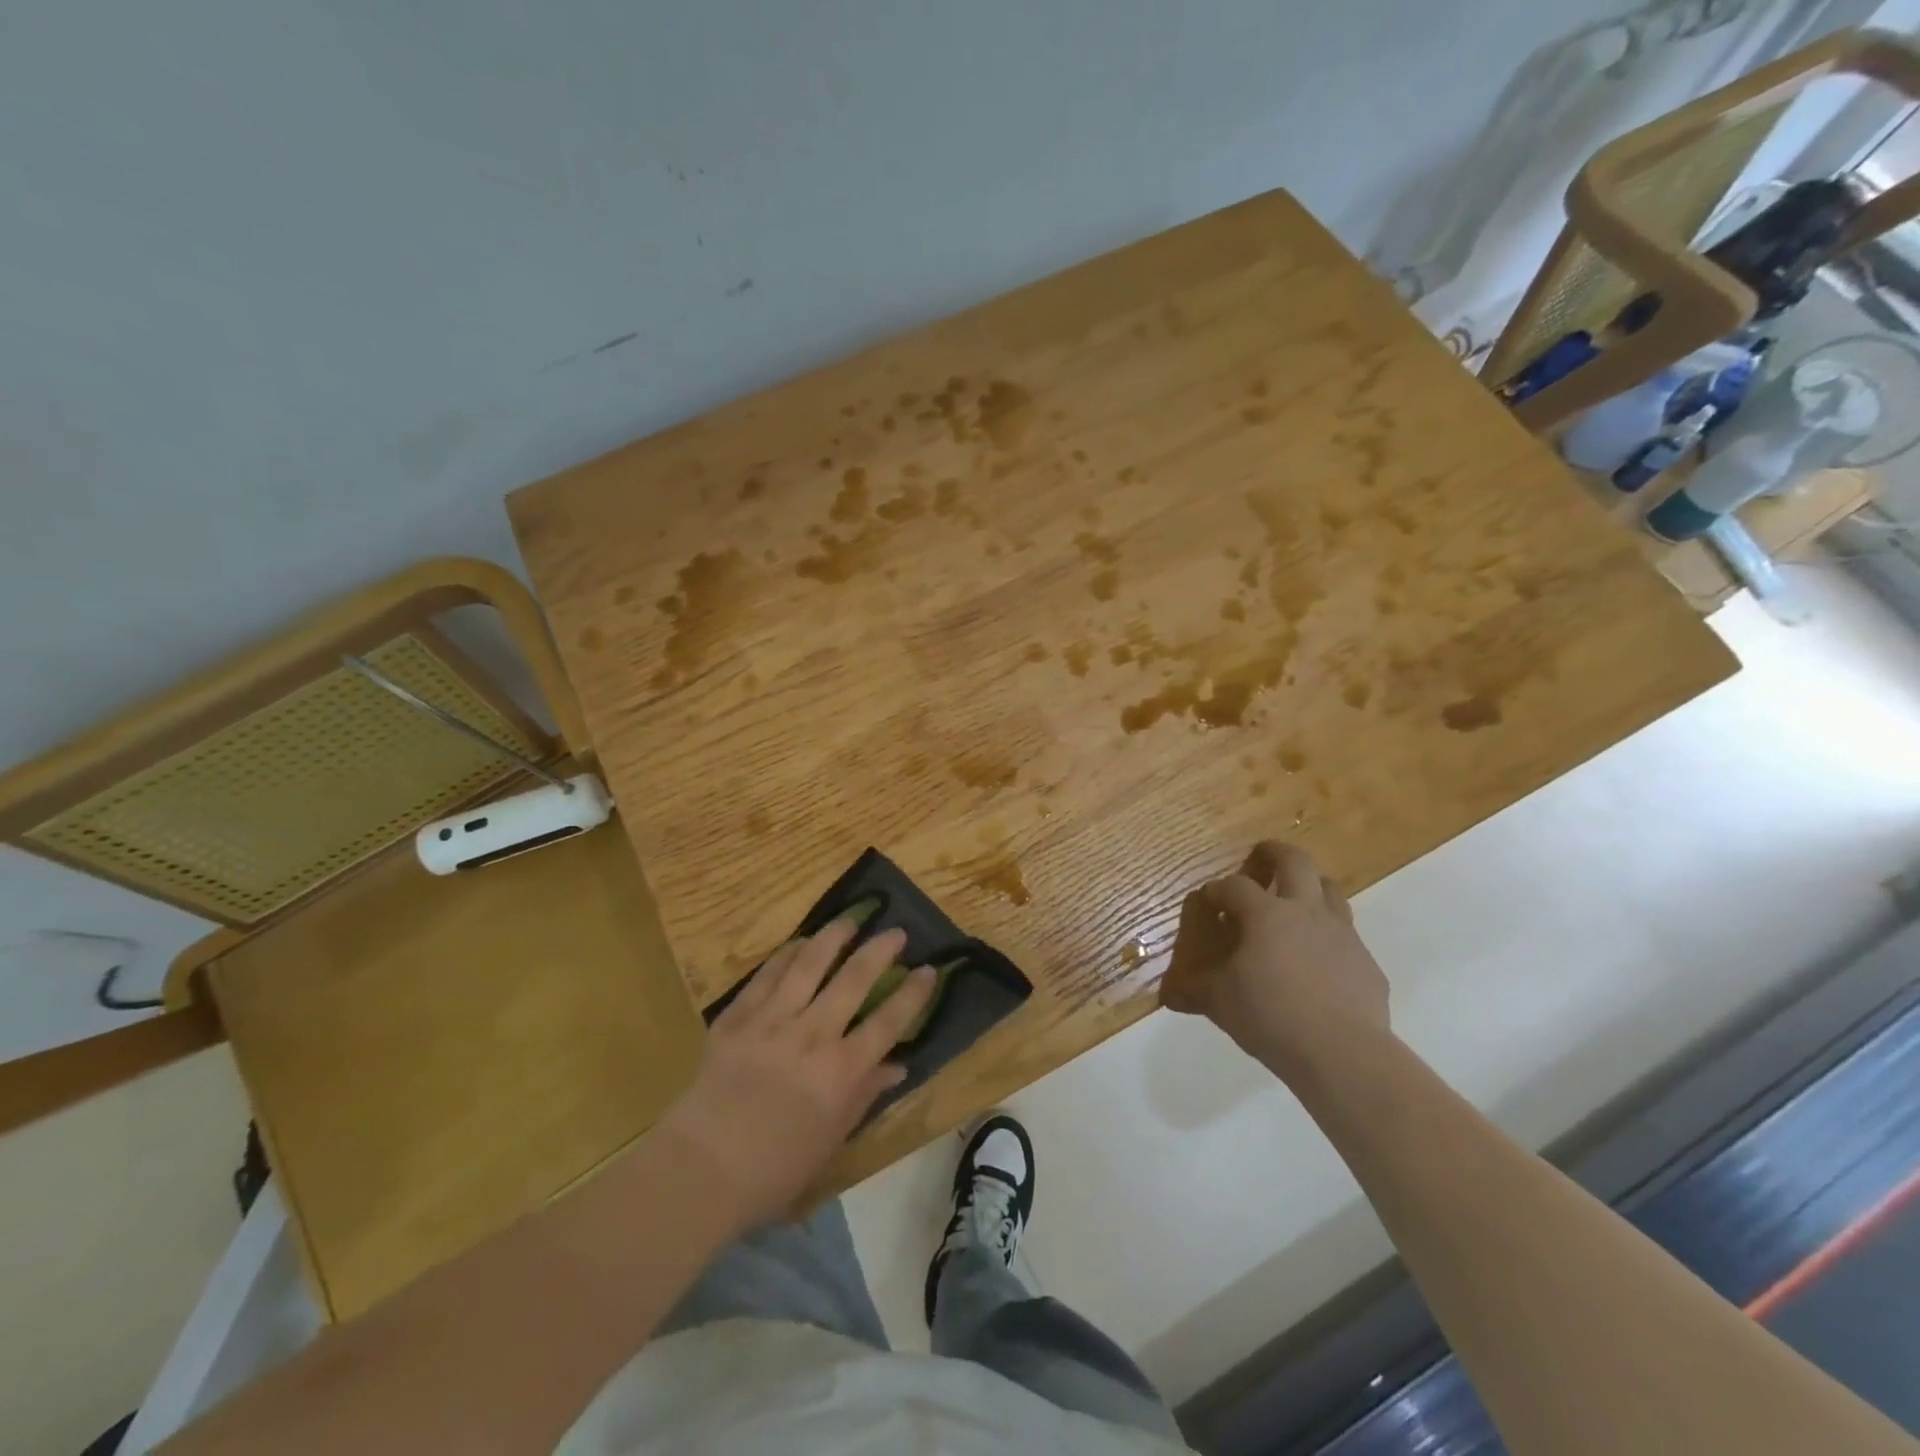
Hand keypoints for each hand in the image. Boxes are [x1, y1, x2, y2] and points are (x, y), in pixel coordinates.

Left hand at [659, 919, 936, 1228]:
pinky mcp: (738, 1016)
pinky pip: (767, 974)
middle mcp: (812, 1035)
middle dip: (880, 951)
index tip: (930, 970)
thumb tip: (897, 1067)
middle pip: (854, 980)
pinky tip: (801, 943)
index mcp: (841, 1071)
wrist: (701, 1169)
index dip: (913, 993)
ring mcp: (772, 1020)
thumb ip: (865, 1095)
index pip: (889, 1021)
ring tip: (851, 920)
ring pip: (810, 964)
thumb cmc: (774, 1168)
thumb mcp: (832, 1139)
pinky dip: (788, 954)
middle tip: (896, 932)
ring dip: (835, 936)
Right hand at [1161, 841, 1390, 1080]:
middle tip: (1260, 857)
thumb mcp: (1220, 1003)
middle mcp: (1305, 912)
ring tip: (1294, 901)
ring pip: (1329, 889)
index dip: (1217, 890)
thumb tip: (1168, 995)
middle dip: (1274, 853)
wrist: (1342, 1053)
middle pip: (1295, 861)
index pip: (1234, 886)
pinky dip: (1329, 936)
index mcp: (1266, 914)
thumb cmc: (1270, 1016)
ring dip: (1310, 886)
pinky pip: (1346, 936)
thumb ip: (1194, 991)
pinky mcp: (1366, 962)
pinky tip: (1319, 961)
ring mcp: (1342, 934)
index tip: (1208, 901)